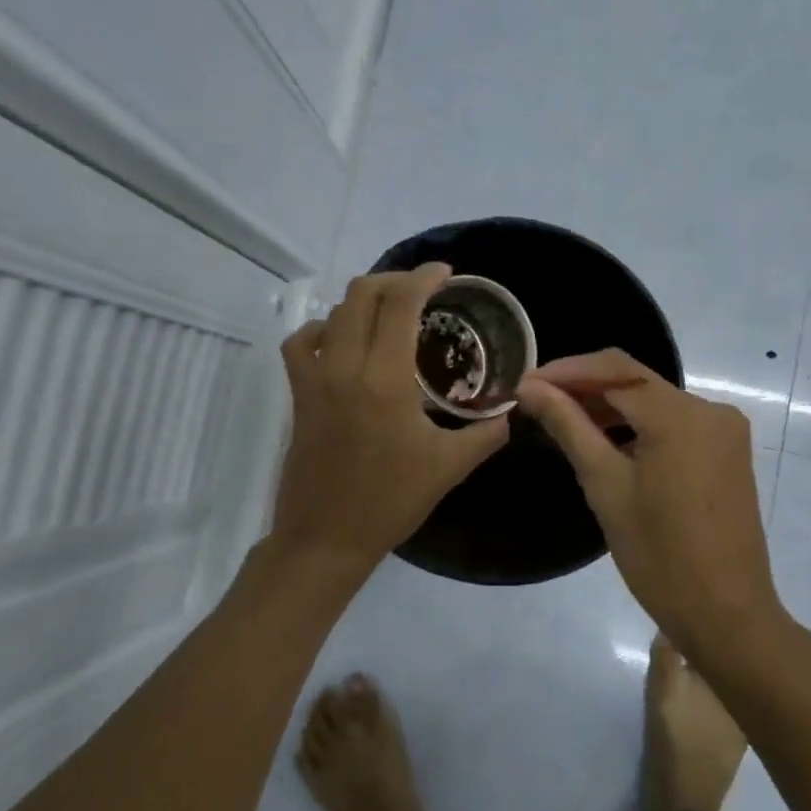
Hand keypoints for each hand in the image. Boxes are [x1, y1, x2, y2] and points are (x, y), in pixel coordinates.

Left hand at [271, 263, 508, 572]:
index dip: (423, 277)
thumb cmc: (391, 501)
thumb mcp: (450, 466)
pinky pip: (302, 343)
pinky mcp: (299, 395)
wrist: (327, 537)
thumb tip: (511, 410)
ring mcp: (315, 379)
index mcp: (385, 379)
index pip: (399, 303)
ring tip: (389, 311)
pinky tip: (342, 341)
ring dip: (363, 301)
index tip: (446, 273)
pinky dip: (323, 329)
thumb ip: (486, 433)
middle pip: (361, 294)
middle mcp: (345, 367)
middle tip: (423, 291)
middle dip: (395, 280)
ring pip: (332, 313)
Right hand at [517, 350, 785, 653]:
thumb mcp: (606, 486)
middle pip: (636, 382)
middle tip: (537, 403)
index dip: (566, 371)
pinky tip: (606, 442)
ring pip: (655, 402)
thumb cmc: (659, 555)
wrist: (726, 614)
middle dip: (586, 388)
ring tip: (562, 421)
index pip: (614, 370)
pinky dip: (639, 426)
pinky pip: (675, 423)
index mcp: (680, 415)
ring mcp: (724, 430)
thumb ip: (569, 427)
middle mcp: (710, 409)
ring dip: (610, 407)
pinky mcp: (728, 451)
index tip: (525, 384)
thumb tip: (531, 387)